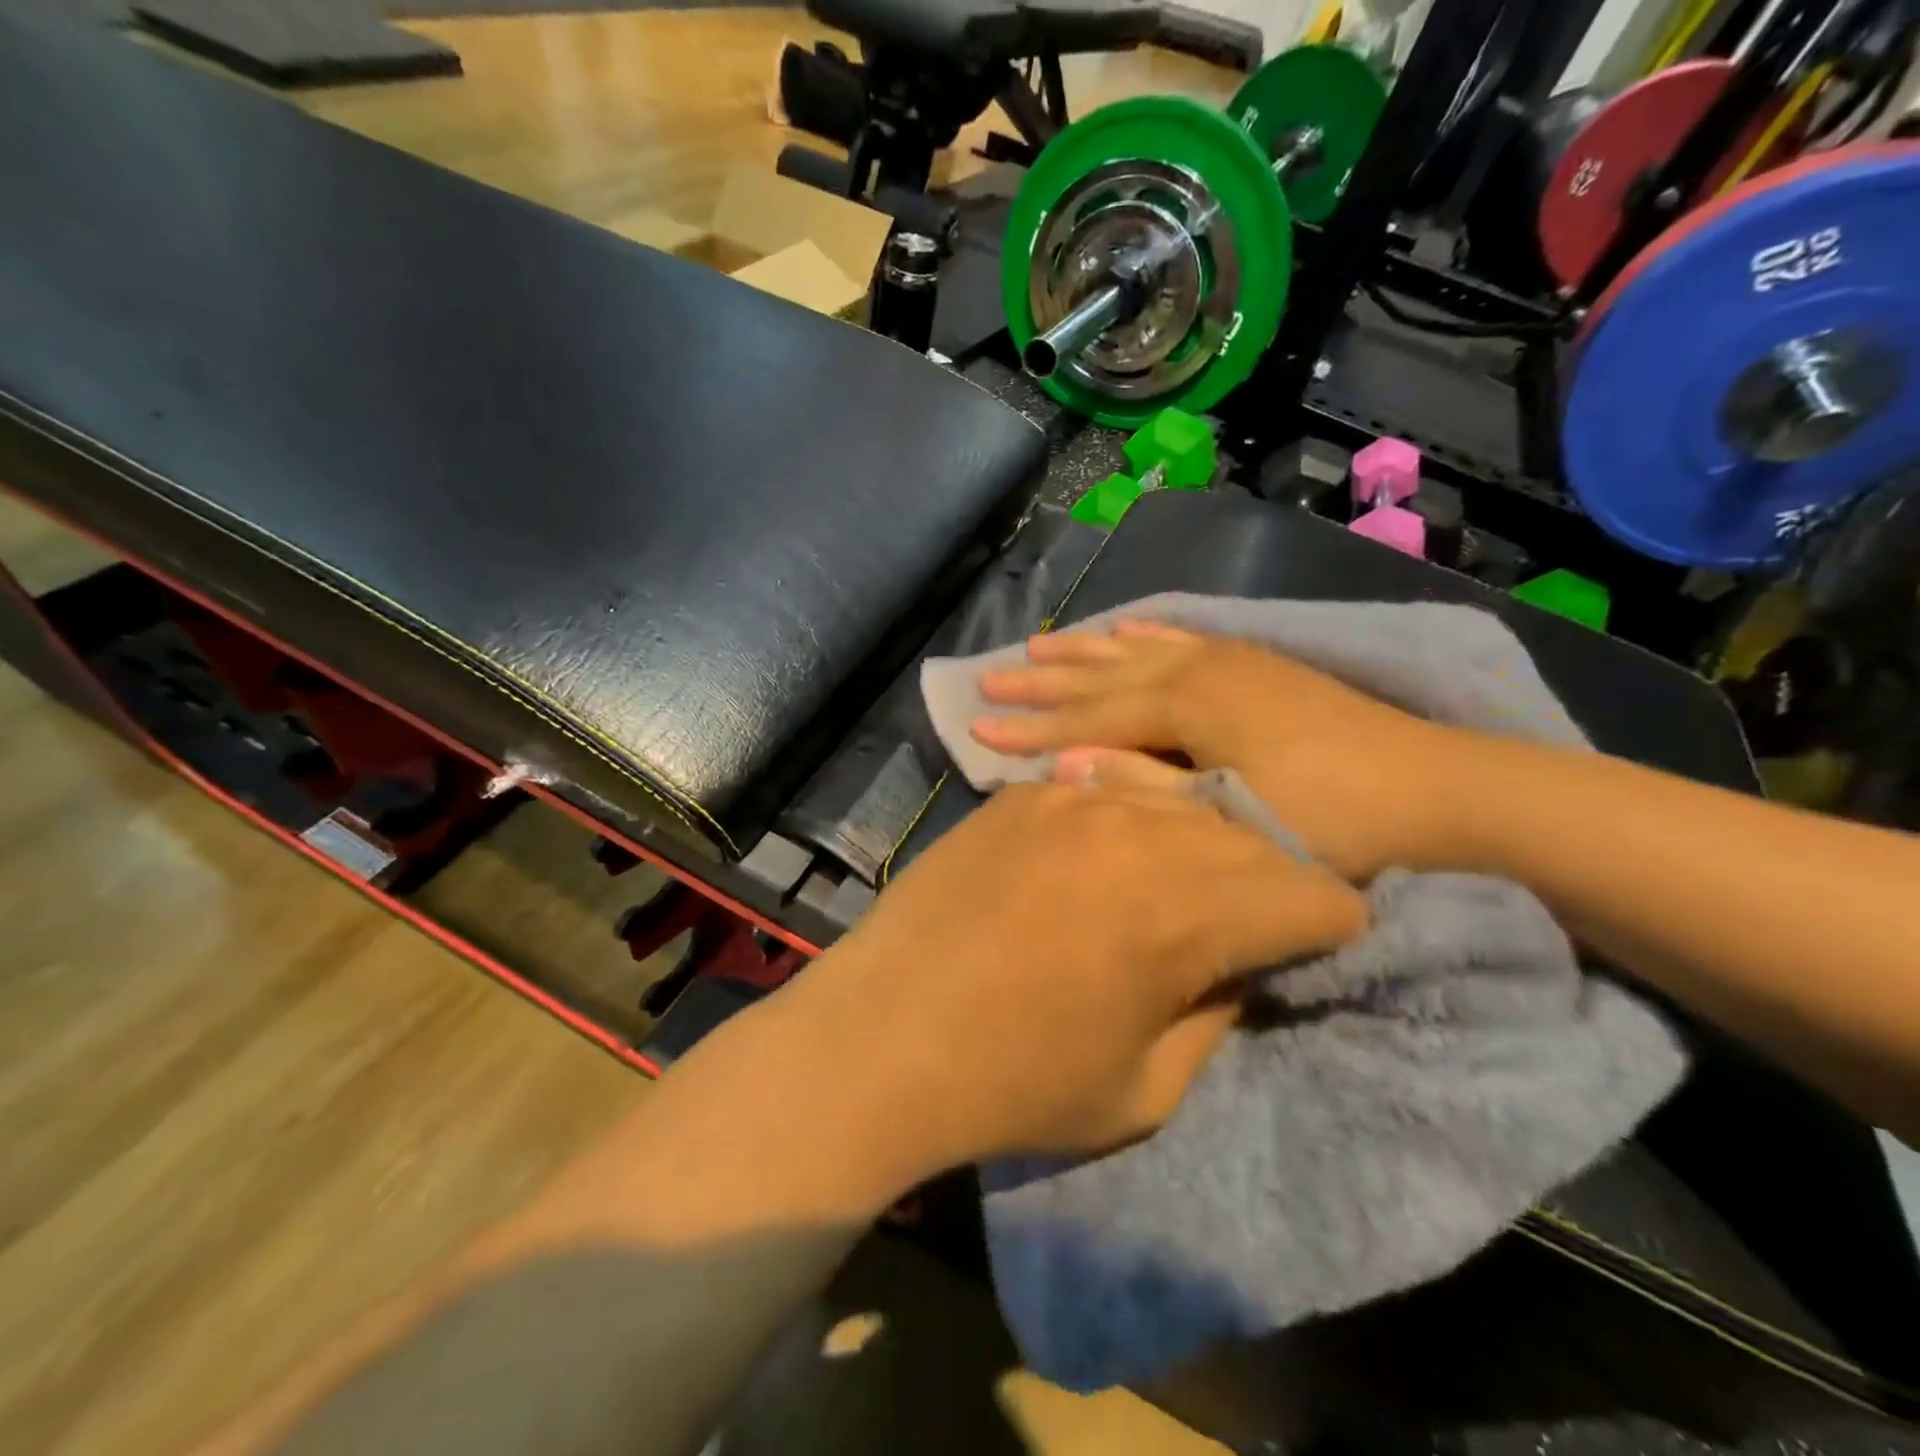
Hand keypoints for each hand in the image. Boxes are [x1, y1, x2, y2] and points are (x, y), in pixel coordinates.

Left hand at [771, 780, 1365, 1171]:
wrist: (881, 1035)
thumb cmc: (1014, 1082)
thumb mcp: (1147, 1087)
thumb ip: (1214, 1013)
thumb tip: (1235, 962)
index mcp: (1185, 908)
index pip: (1314, 892)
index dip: (1322, 927)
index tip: (1300, 949)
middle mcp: (1137, 830)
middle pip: (1249, 839)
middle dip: (1262, 884)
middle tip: (1234, 926)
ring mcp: (1070, 801)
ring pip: (1177, 804)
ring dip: (1193, 845)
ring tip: (1166, 887)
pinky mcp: (1018, 797)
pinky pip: (1101, 794)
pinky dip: (1121, 825)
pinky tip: (1092, 861)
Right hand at [970, 621, 1482, 880]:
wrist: (1444, 794)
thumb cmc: (1335, 821)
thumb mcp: (1231, 821)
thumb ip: (1144, 789)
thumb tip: (1067, 767)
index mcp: (1191, 704)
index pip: (1090, 717)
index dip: (1033, 728)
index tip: (979, 729)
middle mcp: (1202, 668)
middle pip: (1104, 673)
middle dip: (1044, 682)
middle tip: (989, 680)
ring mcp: (1233, 661)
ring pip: (1138, 648)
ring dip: (1086, 650)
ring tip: (1038, 645)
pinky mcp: (1257, 665)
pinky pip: (1184, 638)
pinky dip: (1146, 632)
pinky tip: (1126, 626)